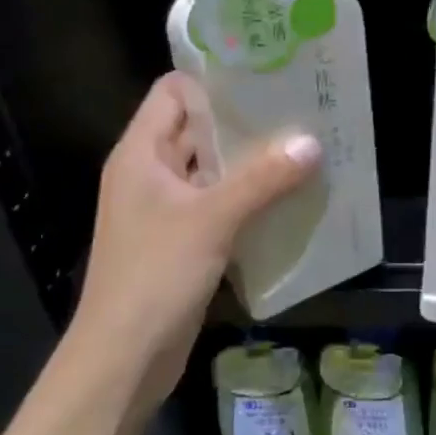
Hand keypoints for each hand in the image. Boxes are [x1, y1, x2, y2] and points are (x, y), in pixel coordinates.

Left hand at [71, 74, 319, 410]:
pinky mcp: (183, 241)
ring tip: (304, 147)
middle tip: (299, 109)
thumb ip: (263, 179)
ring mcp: (166, 209)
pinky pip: (220, 205)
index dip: (214, 79)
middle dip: (245, 121)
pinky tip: (290, 196)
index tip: (265, 74)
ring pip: (213, 170)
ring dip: (252, 162)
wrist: (123, 360)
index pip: (174, 92)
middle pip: (198, 129)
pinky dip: (250, 198)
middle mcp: (151, 173)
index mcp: (141, 153)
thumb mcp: (212, 220)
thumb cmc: (154, 276)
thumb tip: (312, 143)